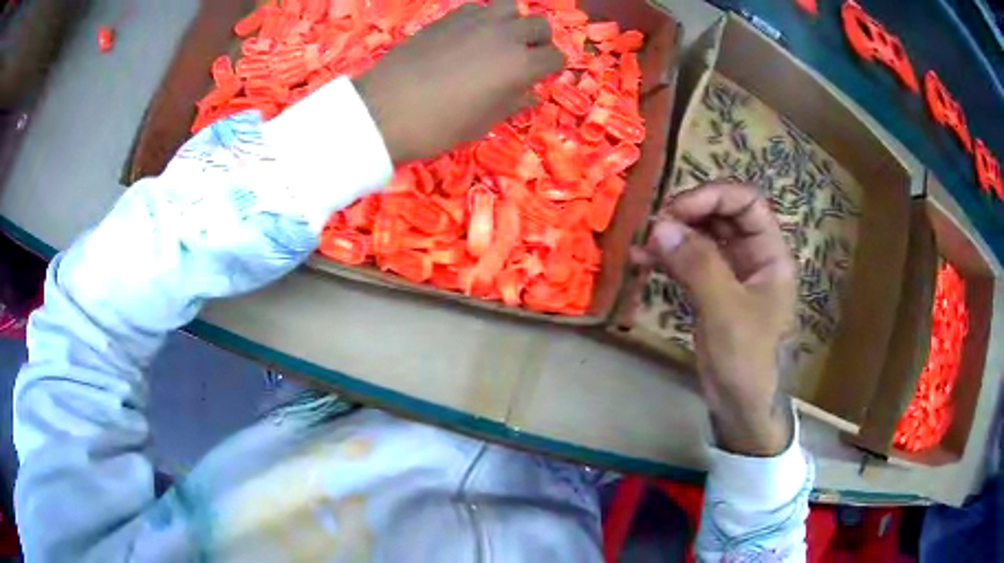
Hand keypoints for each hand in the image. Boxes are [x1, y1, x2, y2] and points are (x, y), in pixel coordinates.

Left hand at [353, 0, 564, 163]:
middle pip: (540, 25)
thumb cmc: (439, 126)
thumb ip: (514, 102)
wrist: (384, 111)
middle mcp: (505, 34)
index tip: (540, 77)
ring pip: (511, 7)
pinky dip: (483, 17)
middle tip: (523, 57)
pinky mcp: (448, 16)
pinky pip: (478, 7)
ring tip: (498, 40)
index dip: (551, 68)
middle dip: (538, 41)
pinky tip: (469, 35)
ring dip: (513, 22)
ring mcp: (476, 20)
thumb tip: (532, 94)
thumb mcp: (484, 122)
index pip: (555, 57)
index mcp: (521, 64)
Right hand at [632, 183, 797, 455]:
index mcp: (770, 254)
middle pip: (722, 215)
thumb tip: (660, 225)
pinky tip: (641, 260)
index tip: (675, 210)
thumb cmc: (747, 360)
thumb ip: (698, 265)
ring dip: (674, 235)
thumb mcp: (726, 311)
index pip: (747, 202)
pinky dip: (667, 258)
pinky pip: (690, 262)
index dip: (713, 196)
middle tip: (655, 226)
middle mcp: (753, 256)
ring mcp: (732, 273)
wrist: (741, 407)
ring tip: (643, 243)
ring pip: (703, 237)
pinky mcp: (712, 291)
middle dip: (688, 214)